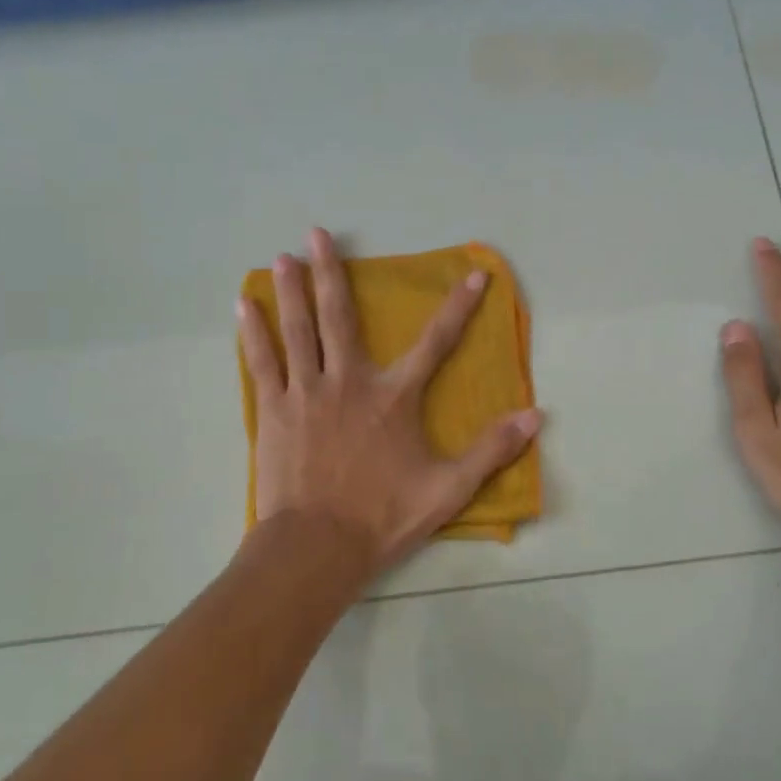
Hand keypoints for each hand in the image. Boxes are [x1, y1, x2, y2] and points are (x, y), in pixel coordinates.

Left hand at [238, 228, 543, 578]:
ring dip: (291, 291)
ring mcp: (306, 393)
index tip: (473, 275)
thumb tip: (536, 416)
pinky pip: (262, 363)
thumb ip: (491, 450)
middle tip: (317, 233)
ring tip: (282, 256)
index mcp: (393, 398)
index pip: (435, 343)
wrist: (317, 547)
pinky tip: (244, 307)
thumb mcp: (448, 488)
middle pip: (339, 317)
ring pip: (298, 330)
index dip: (459, 308)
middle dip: (331, 272)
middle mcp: (349, 382)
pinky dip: (254, 333)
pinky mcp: (275, 411)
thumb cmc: (383, 516)